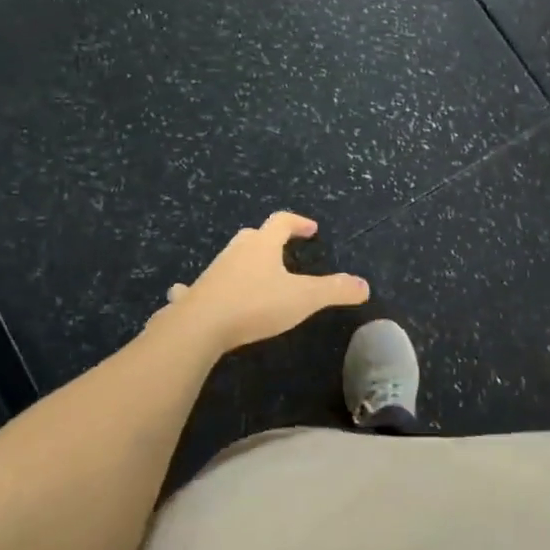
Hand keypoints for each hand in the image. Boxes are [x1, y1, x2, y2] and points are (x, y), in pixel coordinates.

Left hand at [161, 212, 368, 353]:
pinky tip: (185, 294)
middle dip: (268, 239)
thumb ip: (335, 290)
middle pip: (253, 236)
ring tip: (252, 275)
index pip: (282, 222)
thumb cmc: (255, 305)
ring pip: (229, 258)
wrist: (199, 327)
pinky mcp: (193, 296)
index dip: (298, 222)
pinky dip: (195, 288)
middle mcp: (236, 252)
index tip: (311, 229)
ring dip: (241, 262)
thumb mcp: (303, 298)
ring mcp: (212, 272)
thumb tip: (365, 285)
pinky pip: (194, 287)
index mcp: (263, 246)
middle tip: (282, 250)